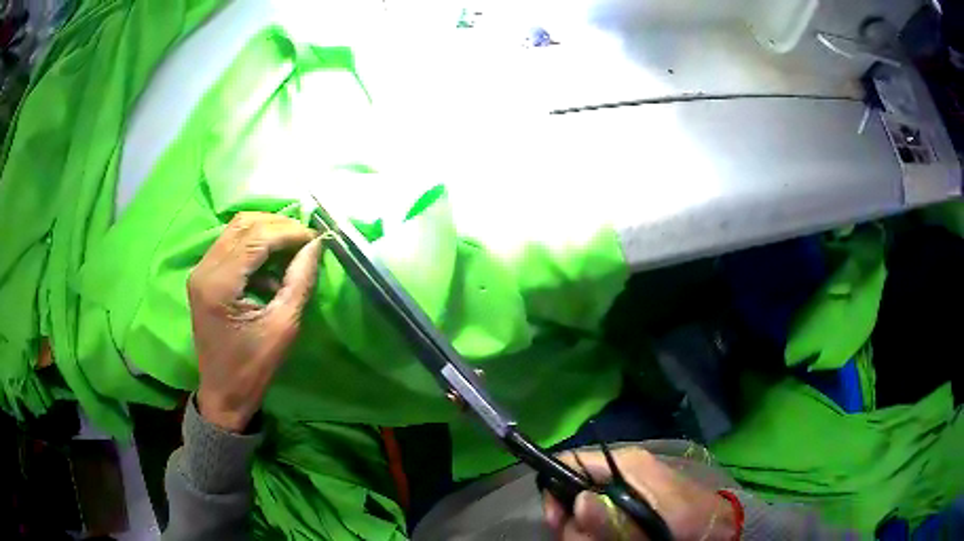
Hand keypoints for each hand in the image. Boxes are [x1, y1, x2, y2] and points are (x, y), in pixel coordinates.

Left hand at [188, 212, 321, 431]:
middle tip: (306, 240)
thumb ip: (299, 281)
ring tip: (292, 246)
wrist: (223, 393)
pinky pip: (230, 244)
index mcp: (219, 285)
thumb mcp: (283, 327)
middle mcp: (204, 269)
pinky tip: (271, 264)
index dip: (288, 231)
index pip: (256, 237)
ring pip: (236, 229)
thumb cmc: (253, 368)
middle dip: (278, 225)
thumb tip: (315, 246)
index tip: (315, 239)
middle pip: (243, 224)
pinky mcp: (203, 276)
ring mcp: (200, 270)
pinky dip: (254, 245)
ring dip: (266, 231)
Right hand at [543, 447, 736, 540]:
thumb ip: (616, 517)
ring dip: (587, 532)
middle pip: (569, 492)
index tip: (557, 520)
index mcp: (624, 464)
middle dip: (574, 521)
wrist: (714, 525)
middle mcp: (617, 473)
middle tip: (593, 540)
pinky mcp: (624, 505)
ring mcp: (620, 489)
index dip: (554, 488)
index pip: (569, 461)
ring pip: (580, 511)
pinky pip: (596, 519)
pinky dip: (598, 534)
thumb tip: (578, 502)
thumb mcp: (655, 520)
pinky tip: (616, 539)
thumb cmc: (688, 517)